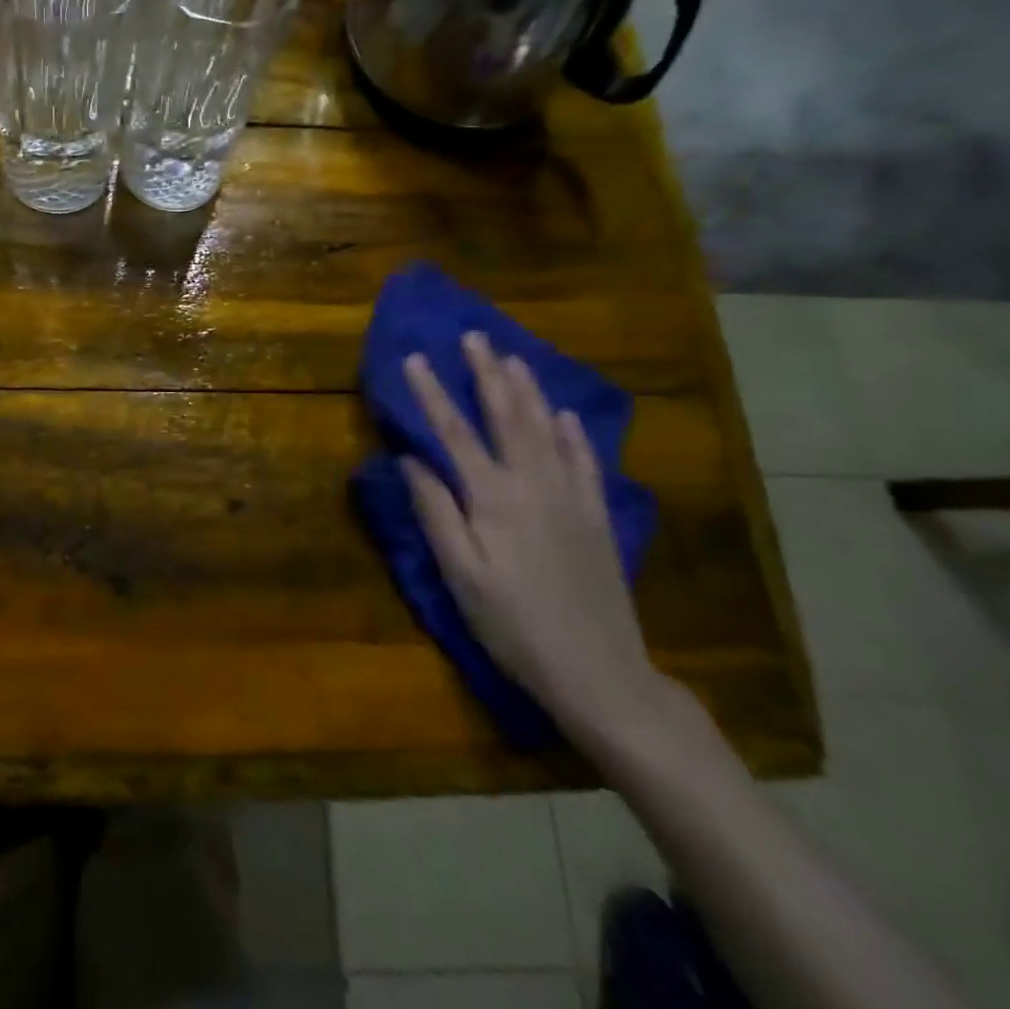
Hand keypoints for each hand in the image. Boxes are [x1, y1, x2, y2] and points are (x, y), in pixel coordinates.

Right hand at [400, 331, 659, 735]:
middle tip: (474, 336)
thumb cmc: (513, 626)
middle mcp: (534, 484)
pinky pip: (584, 462)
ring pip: (546, 429)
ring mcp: (571, 498)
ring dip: (528, 389)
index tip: (416, 358)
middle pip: (506, 417)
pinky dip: (573, 433)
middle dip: (487, 374)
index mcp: (493, 498)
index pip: (454, 432)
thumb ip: (435, 512)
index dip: (432, 393)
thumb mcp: (460, 575)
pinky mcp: (596, 517)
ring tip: (513, 357)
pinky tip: (565, 414)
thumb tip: (410, 459)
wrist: (599, 672)